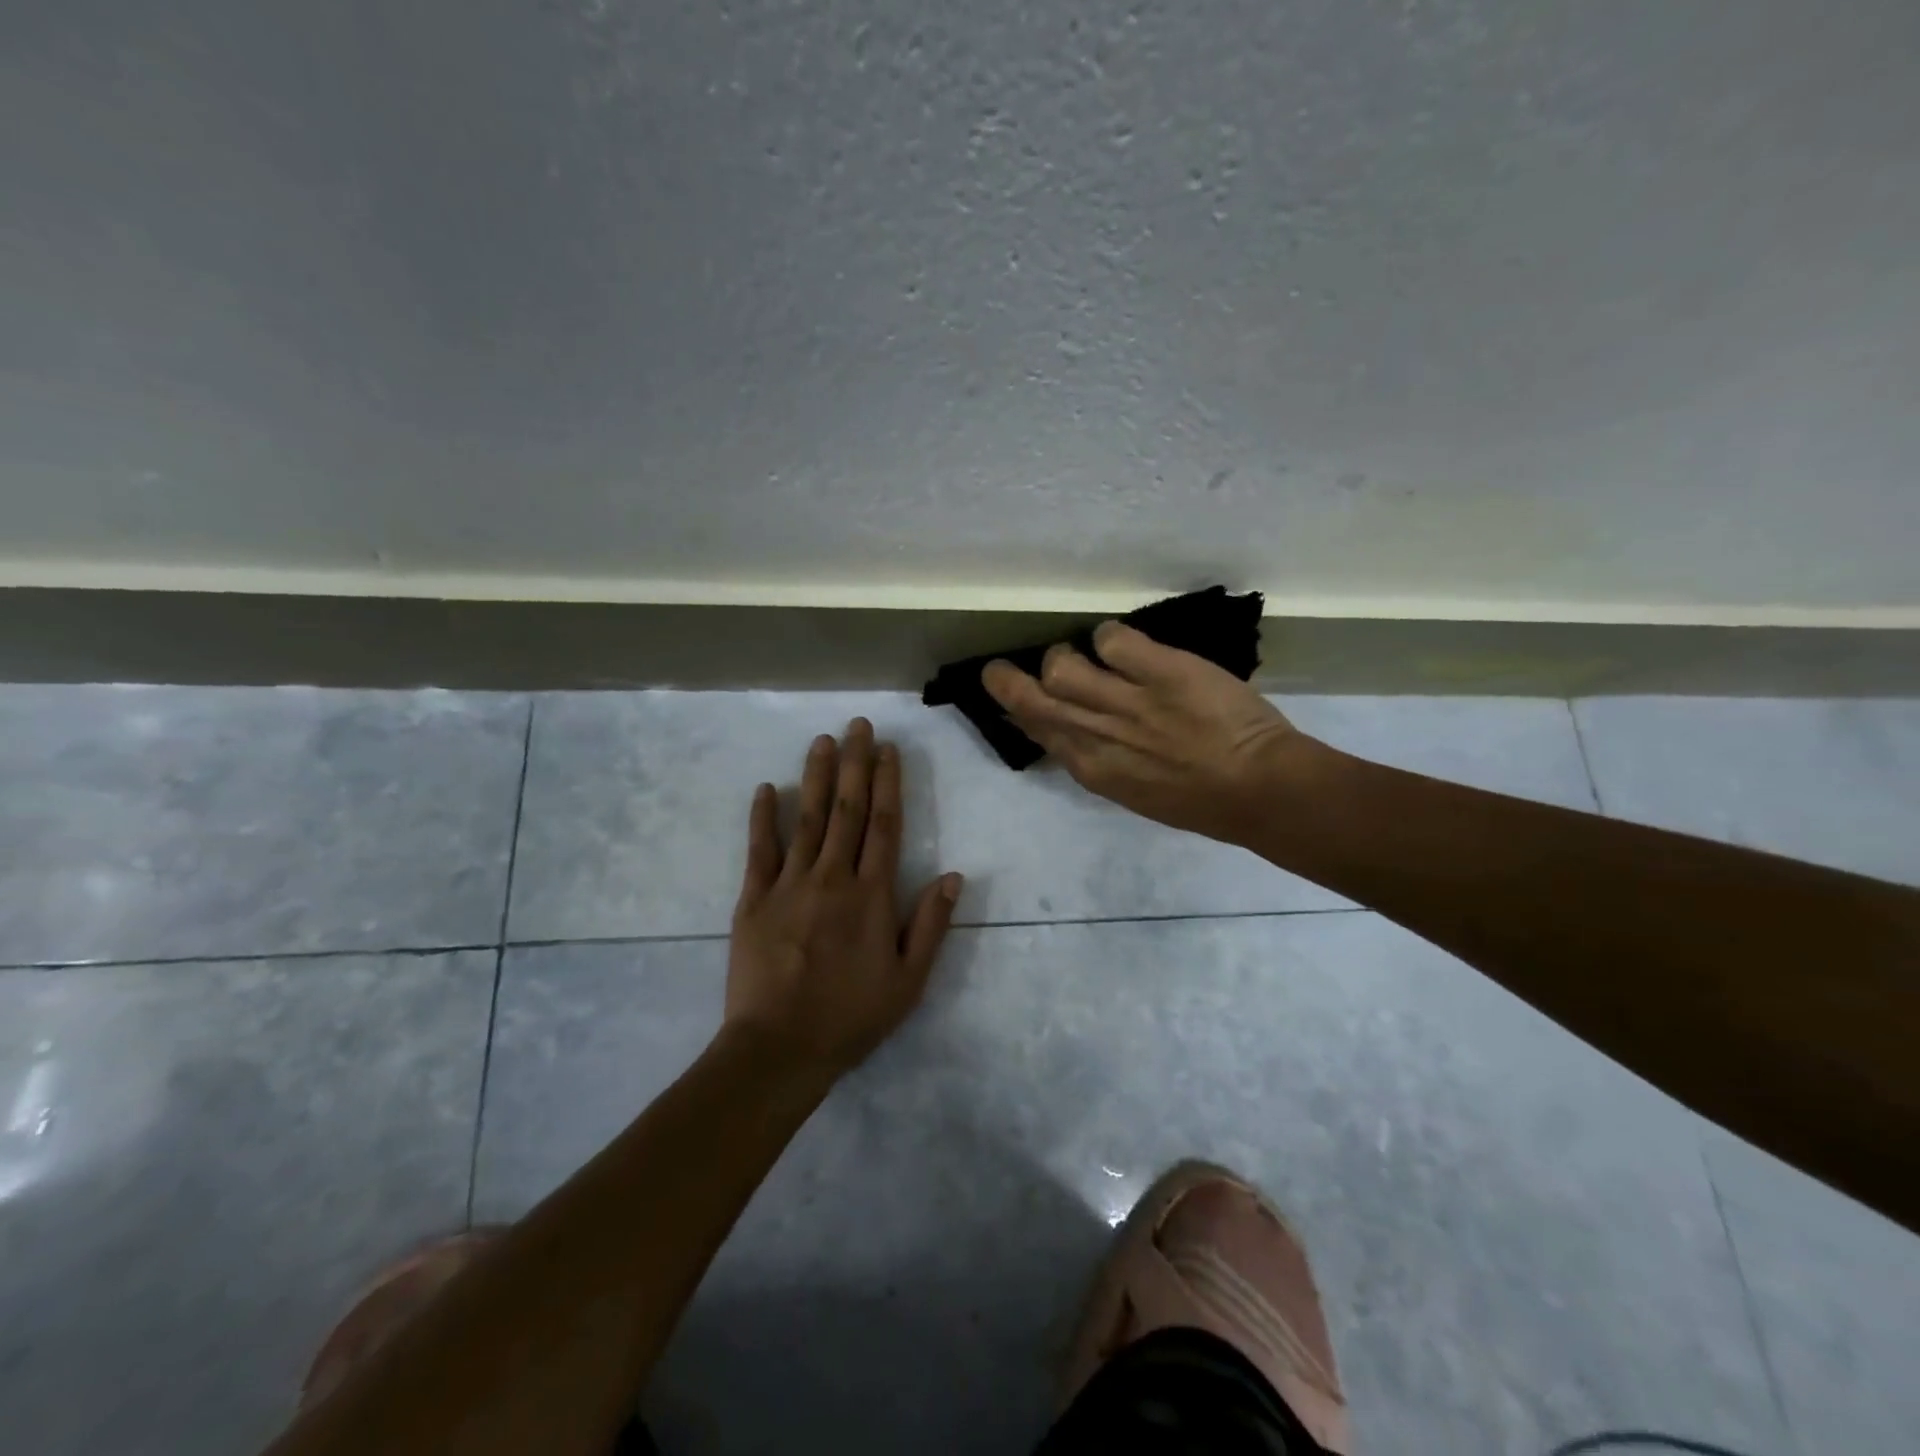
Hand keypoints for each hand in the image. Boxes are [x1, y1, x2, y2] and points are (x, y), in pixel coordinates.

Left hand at [726, 718, 964, 1074]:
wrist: (779, 1049)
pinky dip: (763, 817)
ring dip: (815, 777)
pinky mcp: (754, 900)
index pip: (884, 825)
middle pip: (846, 810)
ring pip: (806, 819)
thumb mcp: (908, 982)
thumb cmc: (851, 1017)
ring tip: (823, 740)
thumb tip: (954, 875)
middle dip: (855, 764)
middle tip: (858, 725)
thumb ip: (930, 925)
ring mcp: (789, 885)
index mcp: (872, 895)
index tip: (889, 750)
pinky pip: (759, 850)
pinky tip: (765, 788)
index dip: (888, 783)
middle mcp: (832, 877)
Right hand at [982, 622, 1311, 843]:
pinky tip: (1125, 645)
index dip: (1016, 711)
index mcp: (1092, 769)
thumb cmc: (1201, 800)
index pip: (1036, 731)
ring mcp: (1126, 702)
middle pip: (1031, 698)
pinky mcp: (1159, 672)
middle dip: (1005, 681)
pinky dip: (1111, 637)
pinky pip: (1111, 639)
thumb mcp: (1134, 789)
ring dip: (1066, 655)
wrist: (1260, 790)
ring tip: (1087, 654)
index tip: (1012, 698)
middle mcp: (1097, 735)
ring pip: (1062, 666)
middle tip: (1000, 668)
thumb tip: (1069, 731)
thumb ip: (1099, 758)